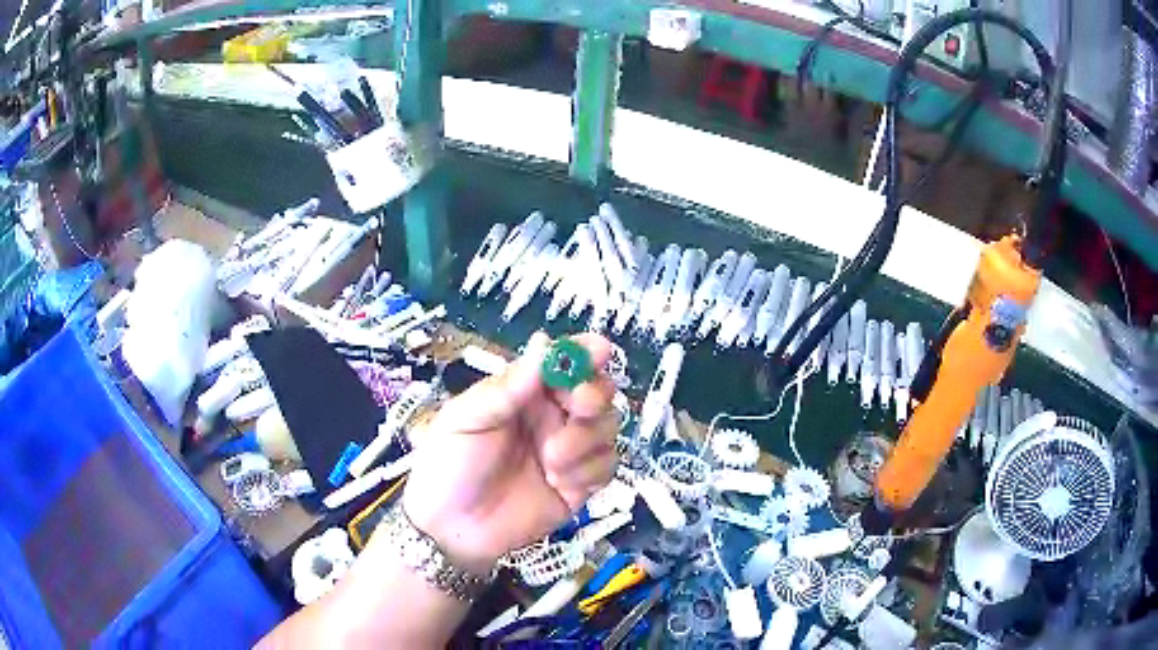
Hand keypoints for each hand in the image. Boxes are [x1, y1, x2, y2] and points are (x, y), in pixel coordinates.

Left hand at [402, 332, 617, 572]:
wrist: (451, 529)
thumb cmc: (448, 464)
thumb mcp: (467, 418)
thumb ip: (509, 386)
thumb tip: (544, 342)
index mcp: (524, 393)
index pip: (564, 362)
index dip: (586, 352)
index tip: (600, 350)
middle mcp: (552, 417)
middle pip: (597, 392)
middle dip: (593, 397)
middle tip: (577, 408)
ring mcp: (569, 451)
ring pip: (607, 428)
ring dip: (585, 441)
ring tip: (550, 461)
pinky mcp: (580, 485)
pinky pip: (608, 466)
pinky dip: (589, 471)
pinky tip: (558, 482)